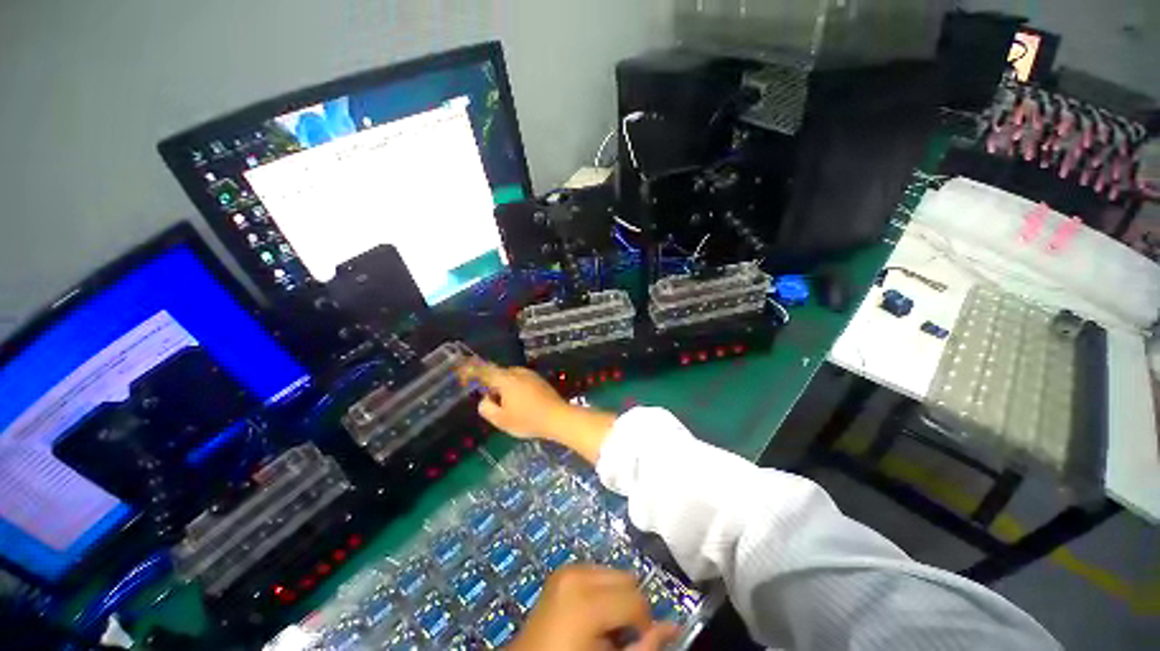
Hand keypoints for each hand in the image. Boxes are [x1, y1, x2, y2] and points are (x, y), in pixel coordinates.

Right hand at [458, 360, 570, 438]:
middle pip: (497, 373)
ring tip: (506, 407)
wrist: (558, 417)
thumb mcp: (501, 420)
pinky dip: (514, 389)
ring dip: (503, 388)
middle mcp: (517, 372)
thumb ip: (486, 408)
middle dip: (490, 384)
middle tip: (489, 402)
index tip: (461, 372)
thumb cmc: (528, 420)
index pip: (484, 370)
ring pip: (509, 377)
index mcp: (506, 379)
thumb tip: (485, 399)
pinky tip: (519, 404)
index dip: (470, 370)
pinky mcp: (538, 380)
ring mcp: (530, 374)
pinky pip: (519, 381)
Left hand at [506, 565, 680, 650]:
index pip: (637, 600)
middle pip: (627, 579)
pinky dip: (601, 589)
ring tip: (604, 624)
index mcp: (587, 600)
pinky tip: (592, 613)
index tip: (636, 642)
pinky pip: (596, 571)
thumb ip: (644, 646)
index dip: (644, 624)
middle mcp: (577, 574)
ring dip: (616, 596)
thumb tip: (674, 626)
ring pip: (613, 572)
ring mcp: (567, 569)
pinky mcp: (562, 570)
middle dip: (630, 606)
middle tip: (619, 635)